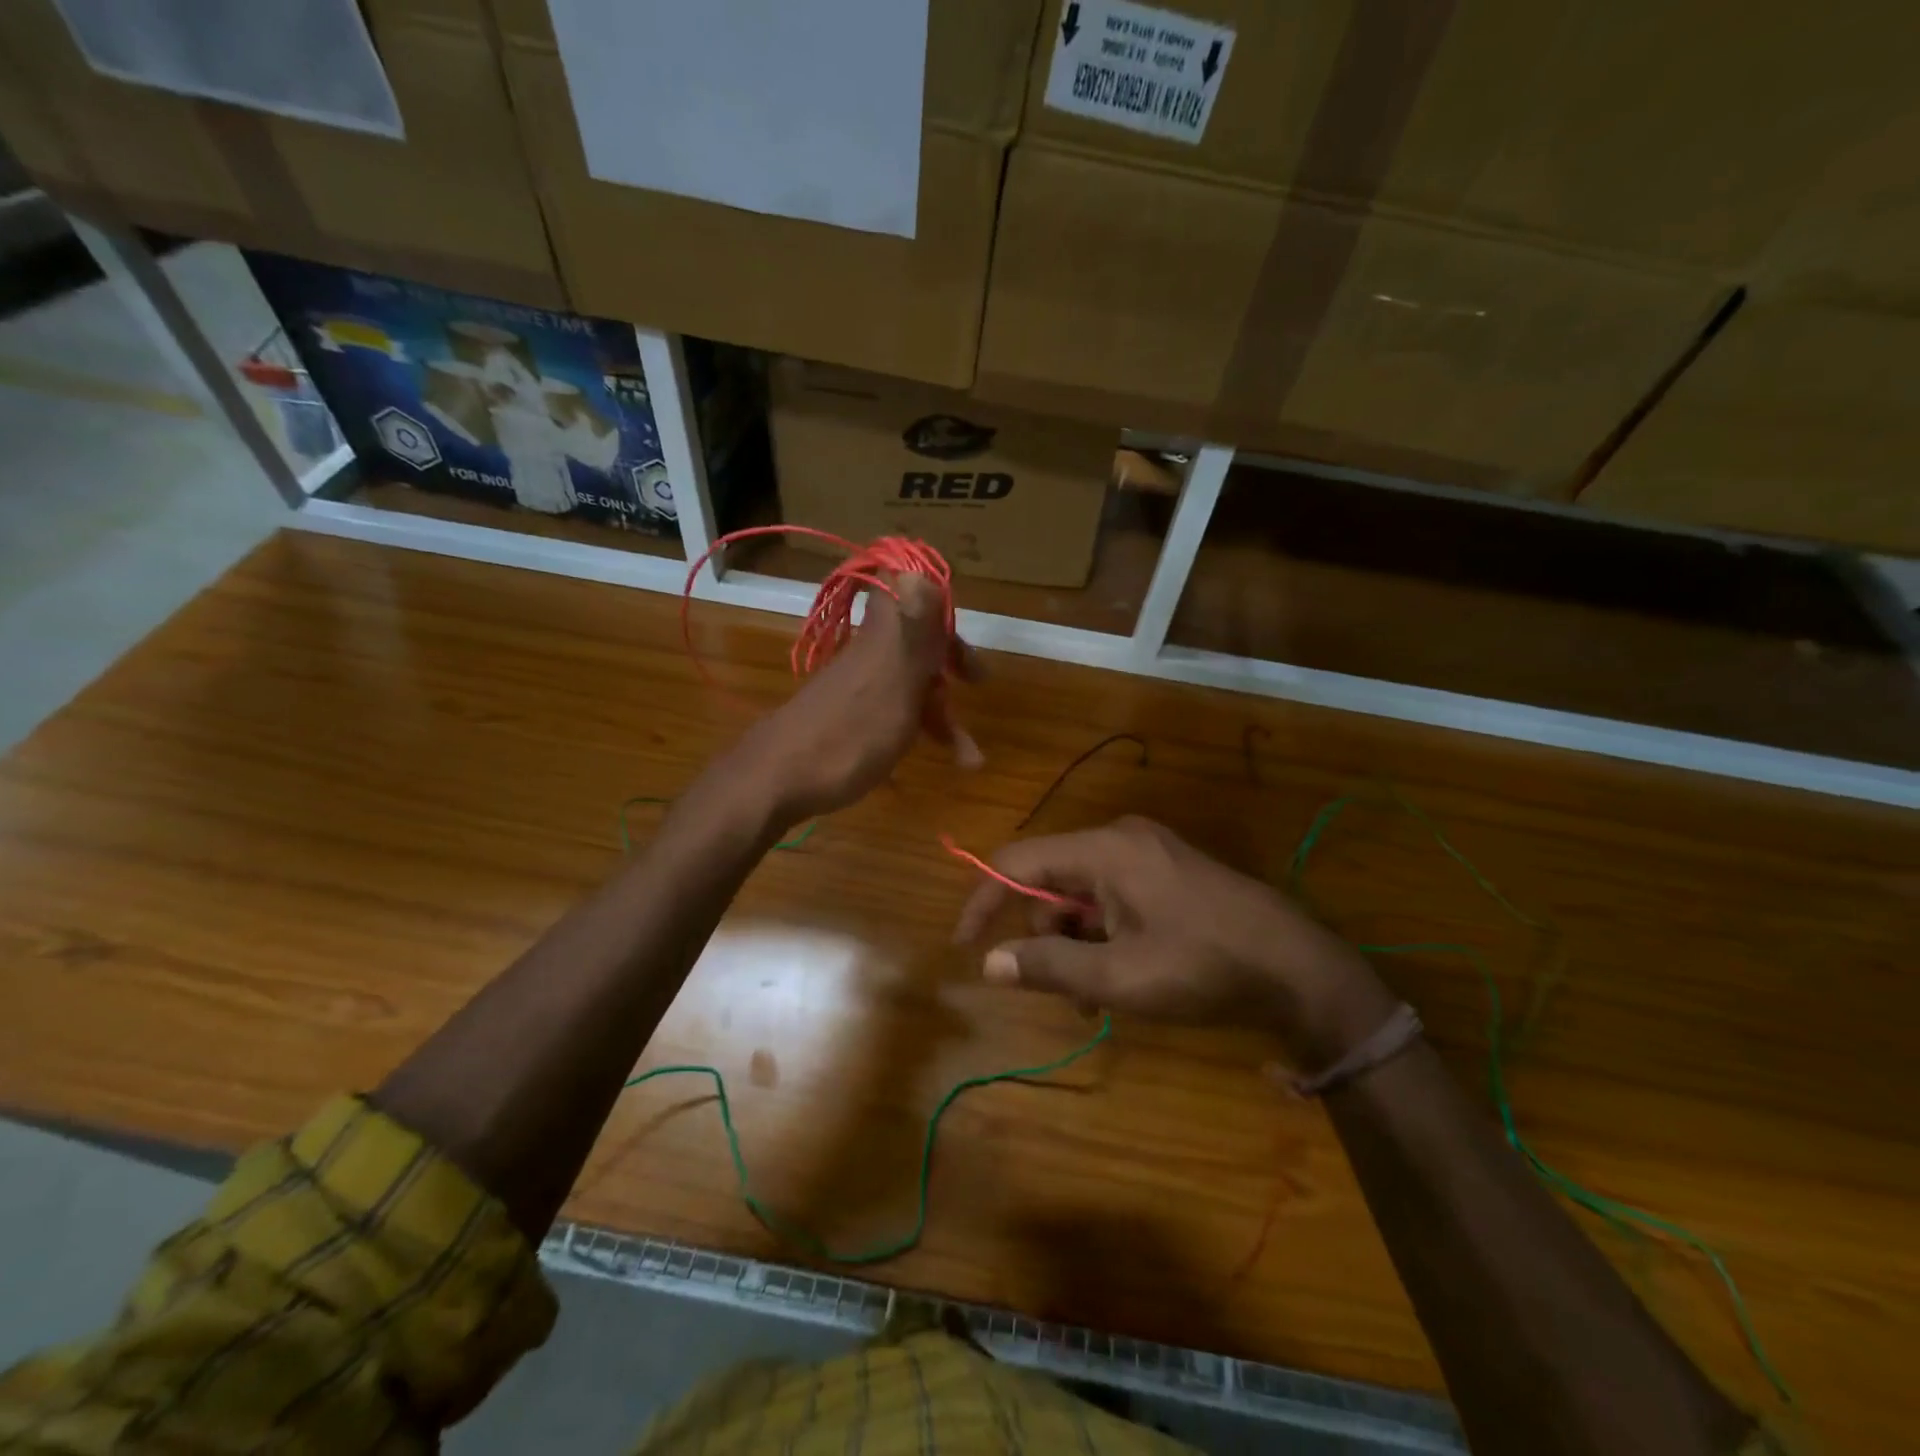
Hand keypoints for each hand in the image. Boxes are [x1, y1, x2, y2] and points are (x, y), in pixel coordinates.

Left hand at [731, 573, 979, 825]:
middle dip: (948, 664)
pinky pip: (889, 714)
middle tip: (976, 685)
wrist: (775, 781)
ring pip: (905, 684)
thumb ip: (913, 629)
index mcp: (881, 637)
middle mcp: (867, 655)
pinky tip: (928, 759)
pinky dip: (913, 730)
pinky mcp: (844, 720)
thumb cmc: (849, 733)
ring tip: (969, 758)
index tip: (962, 638)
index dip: (940, 609)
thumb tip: (919, 569)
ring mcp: (854, 688)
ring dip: (939, 713)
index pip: (907, 594)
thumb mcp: (893, 681)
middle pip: (913, 641)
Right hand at [952, 816, 1398, 1071]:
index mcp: (1105, 849)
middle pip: (1051, 879)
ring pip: (1081, 893)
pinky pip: (1112, 896)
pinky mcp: (1166, 870)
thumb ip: (1050, 967)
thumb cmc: (1204, 967)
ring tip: (1097, 994)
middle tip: (1064, 989)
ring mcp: (1147, 852)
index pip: (1018, 862)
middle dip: (1044, 934)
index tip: (965, 946)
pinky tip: (1121, 973)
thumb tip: (990, 963)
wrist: (1299, 968)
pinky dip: (1103, 933)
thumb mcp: (1120, 977)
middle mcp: (1121, 838)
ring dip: (1075, 942)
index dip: (984, 901)